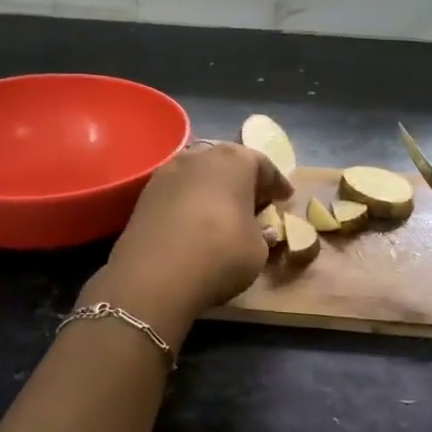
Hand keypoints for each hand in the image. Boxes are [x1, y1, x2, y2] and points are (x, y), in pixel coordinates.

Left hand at [91, 141, 292, 338]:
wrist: (153, 277)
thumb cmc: (220, 254)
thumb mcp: (258, 250)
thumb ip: (263, 233)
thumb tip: (262, 230)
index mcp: (235, 160)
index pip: (263, 165)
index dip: (277, 183)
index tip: (285, 197)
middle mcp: (201, 155)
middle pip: (229, 161)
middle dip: (244, 179)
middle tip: (255, 200)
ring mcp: (168, 170)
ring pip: (200, 172)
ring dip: (214, 186)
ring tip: (223, 209)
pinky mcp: (146, 192)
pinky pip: (178, 189)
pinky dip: (191, 199)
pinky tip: (195, 218)